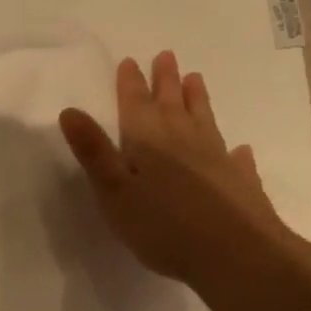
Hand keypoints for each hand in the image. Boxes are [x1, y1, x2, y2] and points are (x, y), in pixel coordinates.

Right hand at [59, 51, 284, 284]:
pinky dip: (233, 150)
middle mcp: (184, 139)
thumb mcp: (113, 191)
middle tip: (166, 56)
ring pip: (203, 119)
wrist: (234, 254)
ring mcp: (216, 157)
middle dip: (166, 80)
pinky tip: (239, 149)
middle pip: (172, 103)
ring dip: (197, 100)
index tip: (130, 61)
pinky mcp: (239, 181)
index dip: (130, 83)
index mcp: (148, 140)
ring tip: (196, 79)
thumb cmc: (162, 226)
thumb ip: (93, 152)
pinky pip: (234, 157)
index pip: (135, 104)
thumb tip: (70, 110)